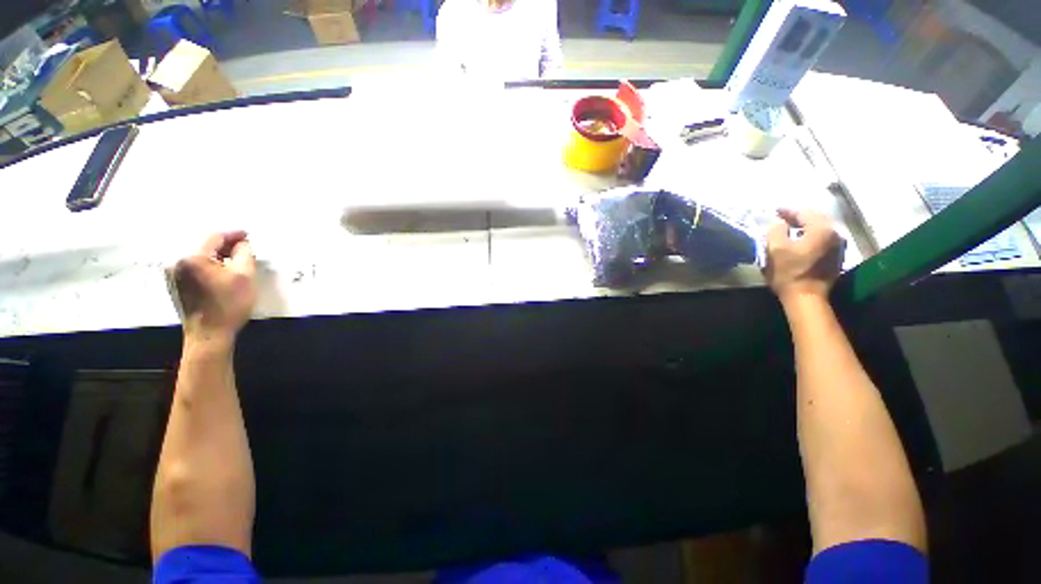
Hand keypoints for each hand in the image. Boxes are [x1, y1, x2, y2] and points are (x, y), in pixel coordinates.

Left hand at [171, 231, 255, 342]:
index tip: (249, 235)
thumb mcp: (245, 276)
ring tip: (236, 261)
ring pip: (200, 257)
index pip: (215, 237)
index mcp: (192, 257)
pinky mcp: (176, 285)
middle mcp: (177, 262)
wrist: (209, 335)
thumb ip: (244, 254)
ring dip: (218, 256)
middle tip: (245, 248)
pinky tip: (222, 273)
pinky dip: (210, 266)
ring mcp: (174, 275)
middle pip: (205, 246)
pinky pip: (195, 267)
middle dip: (226, 246)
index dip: (234, 234)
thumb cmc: (229, 304)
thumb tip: (243, 243)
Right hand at [763, 209, 843, 303]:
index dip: (788, 210)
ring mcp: (839, 245)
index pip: (804, 212)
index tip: (774, 211)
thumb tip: (778, 223)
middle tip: (782, 218)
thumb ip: (775, 230)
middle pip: (816, 218)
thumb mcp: (775, 249)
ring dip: (806, 226)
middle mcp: (835, 233)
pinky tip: (802, 240)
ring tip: (791, 228)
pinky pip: (824, 238)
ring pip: (822, 228)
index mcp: (821, 229)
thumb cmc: (789, 272)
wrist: (806, 297)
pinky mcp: (837, 256)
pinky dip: (812, 235)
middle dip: (799, 217)